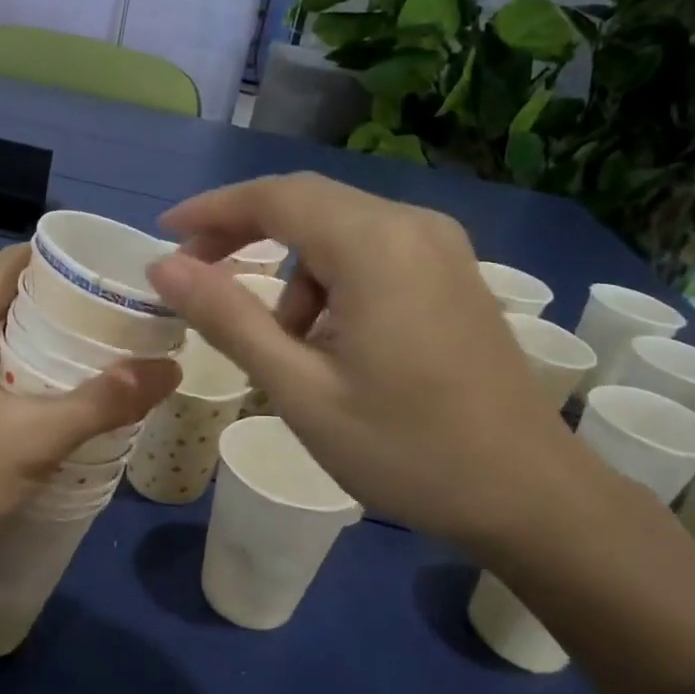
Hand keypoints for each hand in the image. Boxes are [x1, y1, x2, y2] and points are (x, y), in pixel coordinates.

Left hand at [0, 244, 176, 693]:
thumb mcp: (36, 439)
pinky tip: (71, 395)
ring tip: (108, 350)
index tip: (109, 271)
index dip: (58, 258)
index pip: (10, 264)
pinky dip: (36, 370)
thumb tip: (170, 367)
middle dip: (66, 301)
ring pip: (7, 337)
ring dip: (53, 339)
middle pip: (12, 298)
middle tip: (122, 314)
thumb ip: (103, 402)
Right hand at [147, 173, 694, 693]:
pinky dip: (332, 281)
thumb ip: (228, 319)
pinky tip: (333, 342)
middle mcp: (412, 225)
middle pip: (307, 203)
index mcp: (375, 245)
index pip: (275, 197)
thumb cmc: (406, 449)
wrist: (529, 496)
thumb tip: (164, 266)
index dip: (212, 210)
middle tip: (196, 276)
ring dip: (292, 269)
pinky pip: (372, 252)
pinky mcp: (453, 274)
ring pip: (339, 230)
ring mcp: (441, 247)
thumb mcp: (300, 389)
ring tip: (283, 343)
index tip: (164, 234)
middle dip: (244, 232)